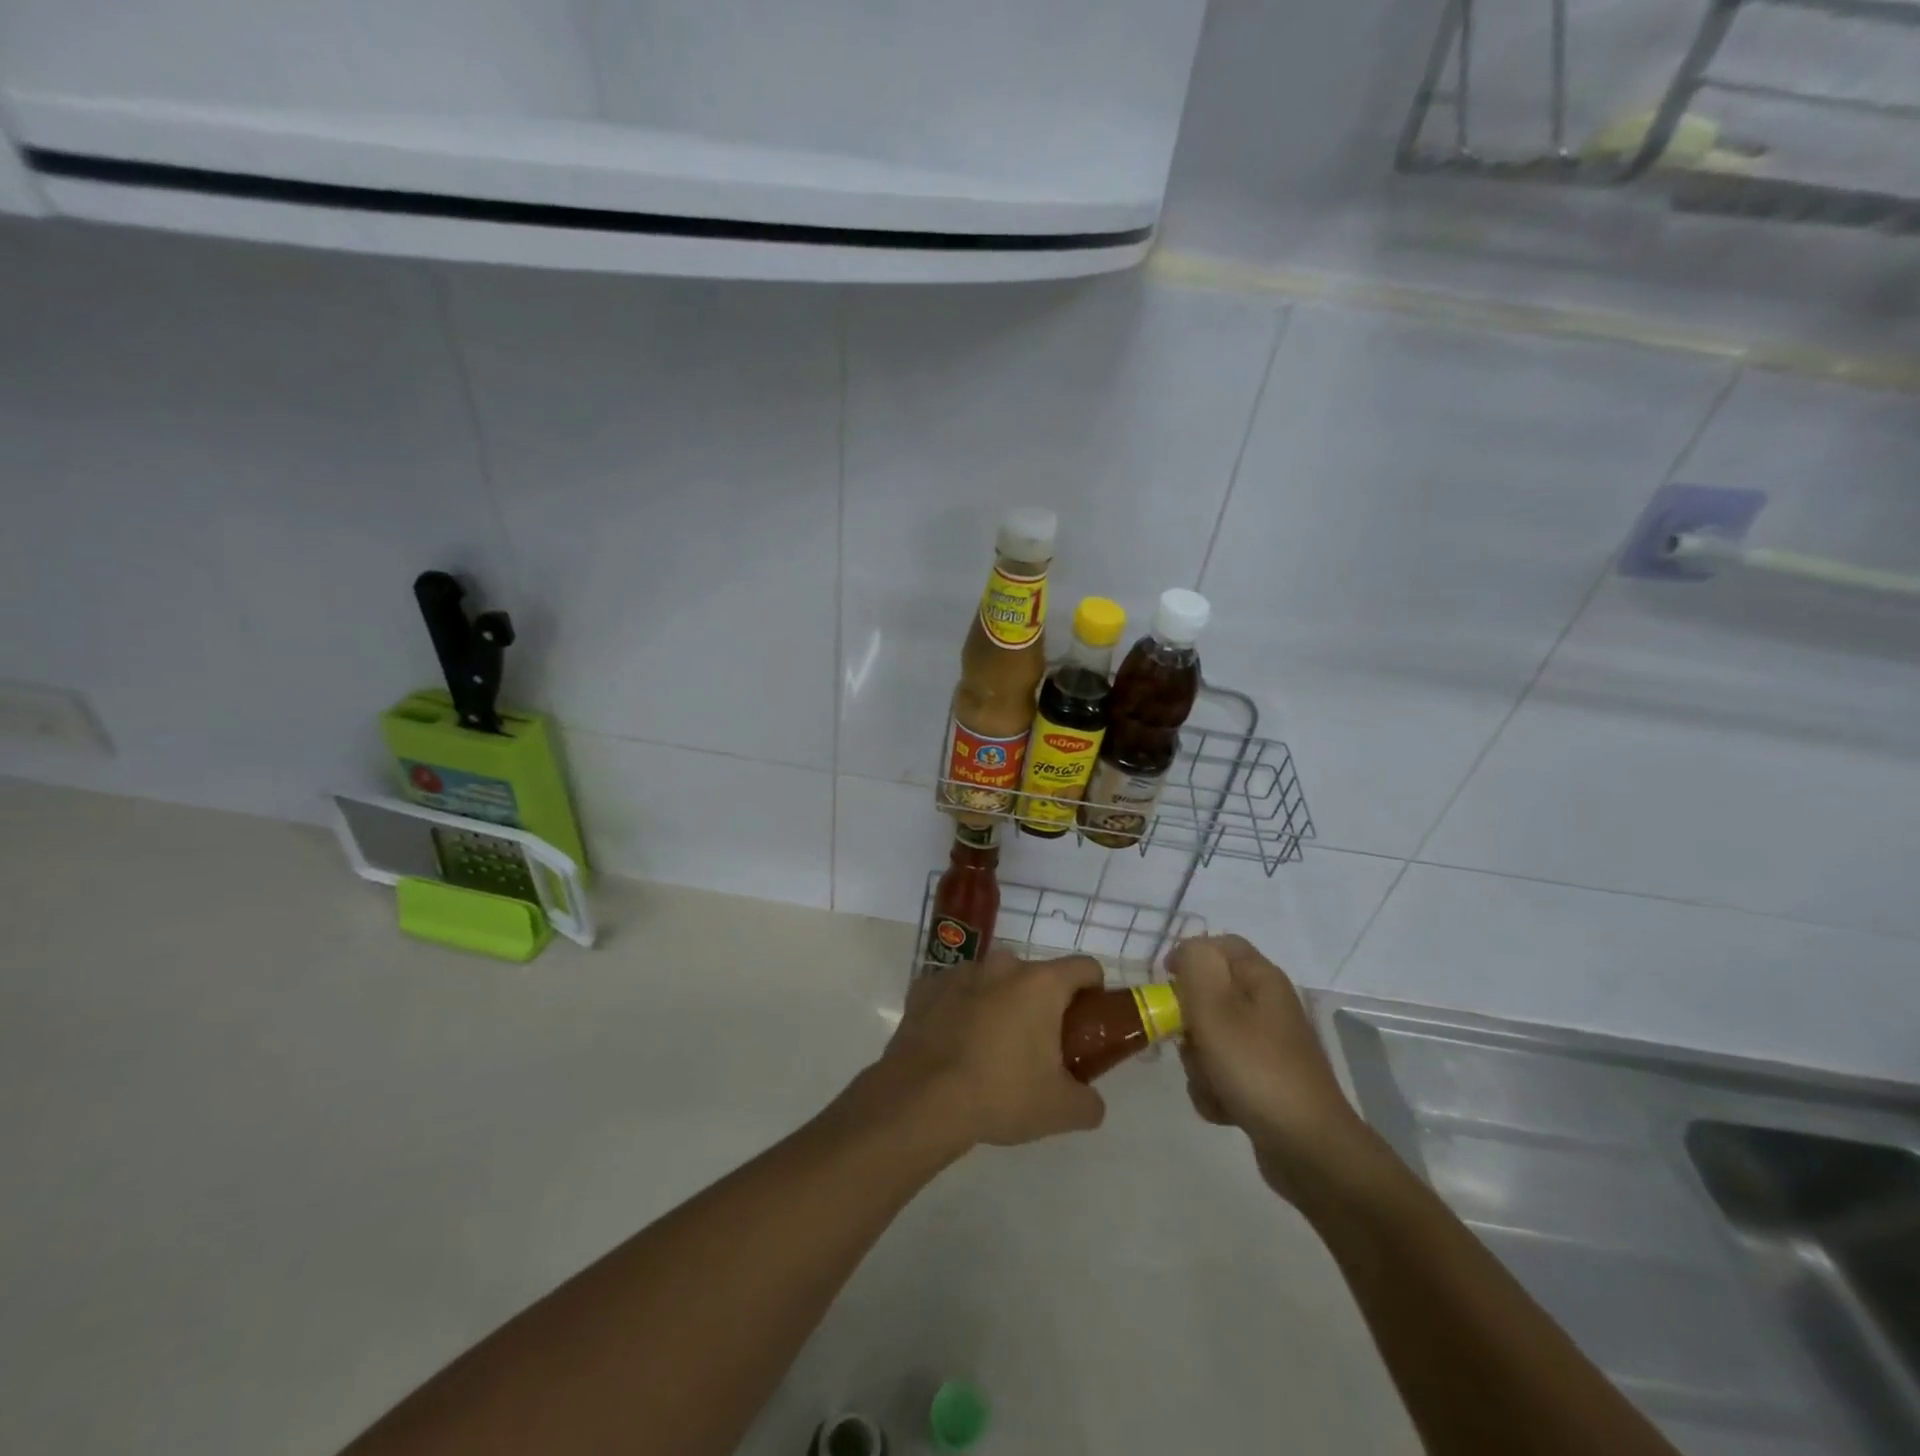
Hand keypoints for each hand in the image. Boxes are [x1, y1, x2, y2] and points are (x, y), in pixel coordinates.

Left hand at [872, 951, 1107, 1149]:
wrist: (920, 1100)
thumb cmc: (1000, 1094)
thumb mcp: (1061, 1110)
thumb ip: (1089, 1102)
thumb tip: (1091, 1102)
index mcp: (1040, 984)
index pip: (1084, 968)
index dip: (1094, 992)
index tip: (1087, 1024)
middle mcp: (1001, 966)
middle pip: (1035, 977)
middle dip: (1041, 1006)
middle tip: (1038, 1050)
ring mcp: (959, 973)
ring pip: (992, 982)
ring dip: (998, 1005)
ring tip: (989, 1052)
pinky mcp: (925, 988)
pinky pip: (954, 993)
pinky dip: (959, 1012)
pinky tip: (953, 1048)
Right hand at [1169, 935, 1368, 1197]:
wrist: (1308, 1148)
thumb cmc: (1256, 1068)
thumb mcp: (1215, 1007)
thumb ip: (1196, 964)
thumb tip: (1188, 951)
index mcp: (1261, 979)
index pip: (1219, 944)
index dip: (1188, 957)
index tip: (1165, 984)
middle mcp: (1267, 1006)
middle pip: (1209, 995)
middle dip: (1189, 1021)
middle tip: (1189, 1040)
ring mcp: (1268, 1047)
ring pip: (1210, 1038)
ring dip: (1198, 1062)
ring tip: (1211, 1082)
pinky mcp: (1265, 1082)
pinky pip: (1223, 1073)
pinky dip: (1215, 1089)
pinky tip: (1223, 1107)